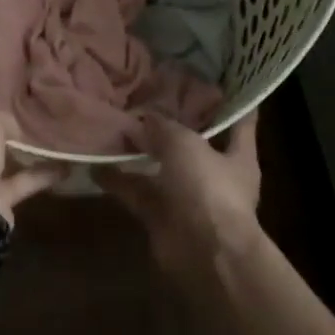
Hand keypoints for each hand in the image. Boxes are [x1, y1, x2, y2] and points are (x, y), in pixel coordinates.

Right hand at [99, 111, 261, 276]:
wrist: (204, 256)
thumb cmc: (208, 190)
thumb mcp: (185, 144)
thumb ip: (162, 127)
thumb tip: (142, 119)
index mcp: (237, 155)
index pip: (240, 121)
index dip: (230, 101)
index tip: (215, 79)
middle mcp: (215, 175)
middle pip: (192, 143)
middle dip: (170, 125)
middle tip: (146, 97)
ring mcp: (188, 198)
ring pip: (159, 168)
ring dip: (138, 152)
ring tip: (113, 126)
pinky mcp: (162, 218)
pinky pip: (137, 193)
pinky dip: (117, 181)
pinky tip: (94, 165)